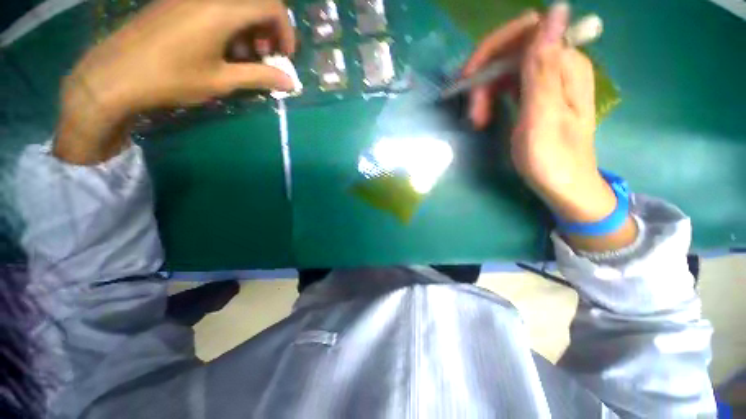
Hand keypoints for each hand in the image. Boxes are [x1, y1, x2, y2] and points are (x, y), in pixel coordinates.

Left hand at [55, 0, 295, 164]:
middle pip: (255, 1)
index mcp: (222, 10)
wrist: (115, 75)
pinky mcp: (177, 2)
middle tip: (266, 56)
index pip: (271, 6)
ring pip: (236, 3)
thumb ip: (260, 77)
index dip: (286, 31)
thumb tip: (290, 82)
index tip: (285, 56)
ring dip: (250, 28)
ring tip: (244, 56)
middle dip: (269, 28)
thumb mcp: (222, 81)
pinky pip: (215, 5)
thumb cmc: (171, 78)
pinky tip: (223, 47)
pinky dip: (230, 24)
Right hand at [464, 4, 636, 250]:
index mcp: (565, 65)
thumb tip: (554, 10)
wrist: (564, 187)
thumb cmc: (552, 158)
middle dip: (484, 77)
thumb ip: (544, 66)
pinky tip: (484, 116)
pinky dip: (491, 99)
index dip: (493, 49)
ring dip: (484, 92)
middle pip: (511, 51)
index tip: (470, 78)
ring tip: (477, 120)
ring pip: (505, 69)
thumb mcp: (543, 115)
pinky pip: (508, 85)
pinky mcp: (536, 97)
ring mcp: (546, 82)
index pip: (526, 31)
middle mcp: (558, 66)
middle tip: (473, 112)